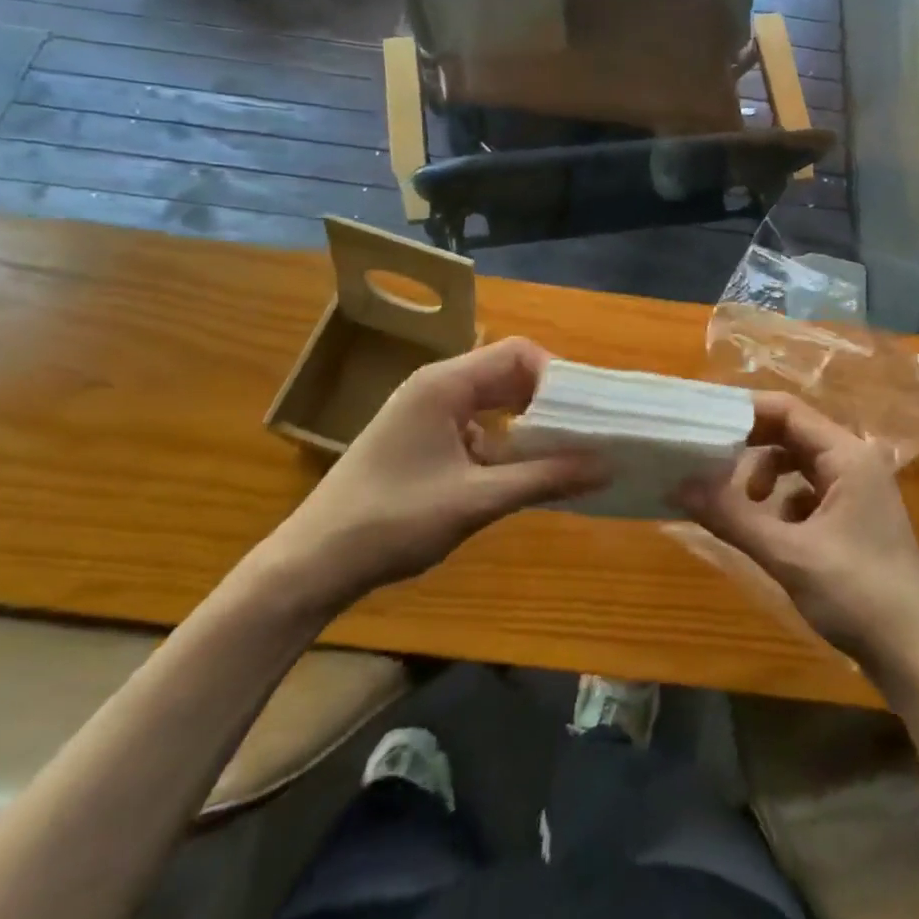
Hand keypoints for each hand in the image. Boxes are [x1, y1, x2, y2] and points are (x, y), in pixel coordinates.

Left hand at [258, 338, 607, 617]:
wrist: (312, 564)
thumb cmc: (393, 521)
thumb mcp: (476, 500)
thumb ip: (544, 479)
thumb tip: (606, 465)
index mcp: (445, 383)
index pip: (517, 353)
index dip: (556, 376)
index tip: (586, 411)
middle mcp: (436, 386)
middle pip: (506, 374)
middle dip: (547, 400)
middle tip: (586, 430)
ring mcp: (425, 413)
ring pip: (491, 402)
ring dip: (527, 422)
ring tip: (565, 450)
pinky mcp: (420, 439)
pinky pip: (475, 426)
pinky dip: (503, 442)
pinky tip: (521, 473)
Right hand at [673, 393, 918, 673]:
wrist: (918, 656)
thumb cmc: (857, 595)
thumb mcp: (787, 554)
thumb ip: (732, 516)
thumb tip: (680, 485)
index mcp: (847, 455)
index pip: (787, 410)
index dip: (744, 412)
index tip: (704, 425)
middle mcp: (856, 461)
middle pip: (793, 433)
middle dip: (751, 446)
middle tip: (711, 462)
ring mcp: (859, 489)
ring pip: (801, 463)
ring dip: (768, 476)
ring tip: (747, 505)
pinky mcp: (857, 517)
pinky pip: (811, 491)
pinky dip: (787, 502)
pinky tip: (777, 535)